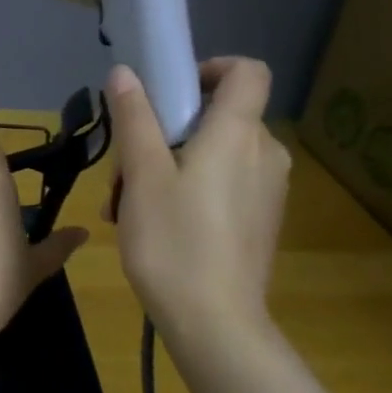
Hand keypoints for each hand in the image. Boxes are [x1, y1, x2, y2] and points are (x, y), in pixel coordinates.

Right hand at [102, 57, 290, 346]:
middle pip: (218, 117)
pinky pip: (223, 184)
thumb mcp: (142, 176)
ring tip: (126, 205)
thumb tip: (125, 73)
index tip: (170, 92)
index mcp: (239, 133)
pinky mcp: (260, 221)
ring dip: (168, 166)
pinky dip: (188, 190)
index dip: (211, 68)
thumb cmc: (174, 241)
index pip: (247, 71)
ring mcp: (266, 190)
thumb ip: (135, 119)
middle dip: (165, 131)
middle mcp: (264, 153)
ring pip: (214, 154)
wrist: (215, 324)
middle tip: (125, 168)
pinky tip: (152, 226)